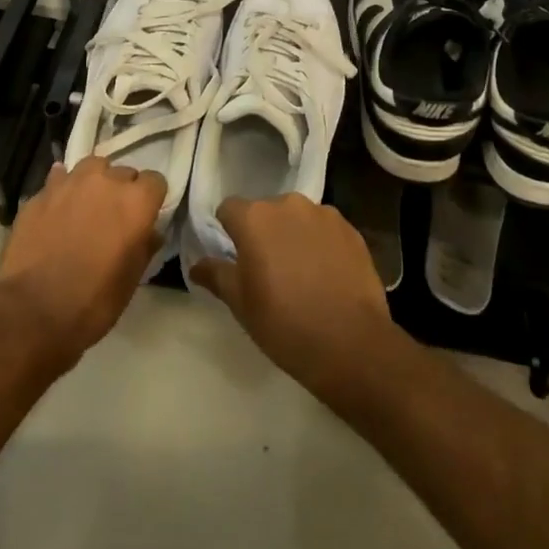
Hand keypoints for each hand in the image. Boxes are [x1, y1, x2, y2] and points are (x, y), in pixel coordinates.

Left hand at [0, 156, 165, 364]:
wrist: (33, 311)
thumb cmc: (94, 301)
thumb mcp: (131, 279)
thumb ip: (144, 246)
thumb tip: (150, 232)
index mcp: (135, 202)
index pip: (155, 180)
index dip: (151, 198)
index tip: (145, 216)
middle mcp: (105, 182)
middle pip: (124, 172)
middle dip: (123, 191)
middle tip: (114, 217)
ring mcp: (69, 183)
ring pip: (91, 166)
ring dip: (95, 181)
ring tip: (87, 204)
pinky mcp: (40, 193)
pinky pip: (59, 179)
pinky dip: (63, 189)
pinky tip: (59, 206)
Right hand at [189, 194, 399, 403]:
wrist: (351, 344)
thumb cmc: (285, 323)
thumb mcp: (241, 304)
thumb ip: (216, 275)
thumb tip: (196, 265)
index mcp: (254, 218)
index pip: (229, 209)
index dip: (228, 231)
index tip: (235, 257)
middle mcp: (288, 204)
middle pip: (266, 211)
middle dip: (263, 232)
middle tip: (268, 268)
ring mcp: (323, 214)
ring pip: (297, 218)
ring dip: (293, 235)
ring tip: (301, 272)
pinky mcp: (351, 229)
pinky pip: (325, 229)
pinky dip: (321, 243)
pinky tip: (326, 274)